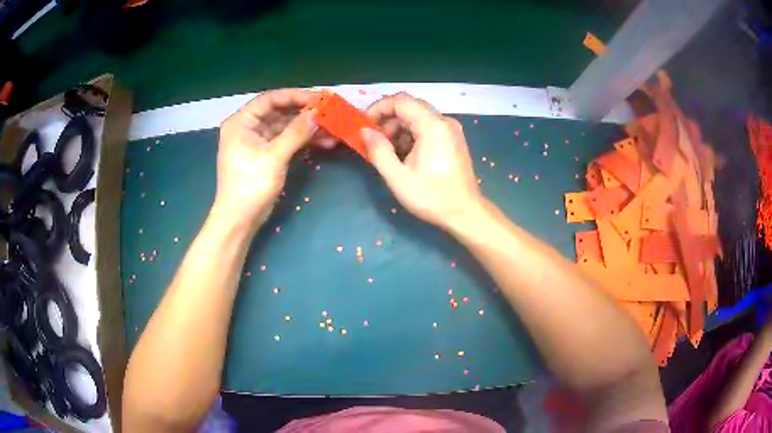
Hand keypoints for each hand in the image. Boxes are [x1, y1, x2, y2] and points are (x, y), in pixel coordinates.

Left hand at [214, 89, 318, 226]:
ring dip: (307, 128)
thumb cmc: (250, 184)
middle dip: (305, 112)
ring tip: (333, 128)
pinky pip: (287, 141)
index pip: (270, 99)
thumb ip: (296, 132)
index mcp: (241, 122)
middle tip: (329, 111)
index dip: (295, 96)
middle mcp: (248, 127)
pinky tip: (325, 141)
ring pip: (286, 127)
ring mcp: (257, 141)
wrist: (240, 219)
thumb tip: (318, 113)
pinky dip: (303, 141)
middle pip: (279, 111)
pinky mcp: (266, 154)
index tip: (319, 98)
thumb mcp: (274, 156)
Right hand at [361, 93, 481, 227]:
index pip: (401, 100)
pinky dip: (411, 135)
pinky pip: (427, 127)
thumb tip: (364, 131)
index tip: (366, 126)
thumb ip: (378, 151)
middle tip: (375, 142)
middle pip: (409, 107)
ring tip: (389, 153)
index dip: (379, 108)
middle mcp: (444, 121)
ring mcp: (450, 129)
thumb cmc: (432, 197)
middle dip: (388, 120)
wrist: (465, 213)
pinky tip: (405, 156)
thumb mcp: (398, 177)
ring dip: (398, 129)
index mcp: (433, 126)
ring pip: (417, 117)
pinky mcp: (452, 138)